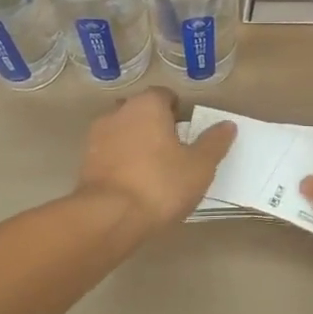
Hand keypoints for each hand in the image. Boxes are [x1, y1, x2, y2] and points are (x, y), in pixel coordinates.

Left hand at [78, 88, 235, 229]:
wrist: (108, 218)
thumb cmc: (160, 183)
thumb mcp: (199, 166)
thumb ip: (214, 142)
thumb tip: (228, 125)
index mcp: (147, 105)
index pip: (164, 95)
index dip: (178, 111)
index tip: (187, 133)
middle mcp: (119, 112)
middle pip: (141, 111)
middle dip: (155, 125)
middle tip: (172, 151)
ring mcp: (97, 137)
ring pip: (122, 132)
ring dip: (135, 144)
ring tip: (151, 171)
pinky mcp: (85, 163)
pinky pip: (109, 154)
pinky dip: (120, 162)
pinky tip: (132, 185)